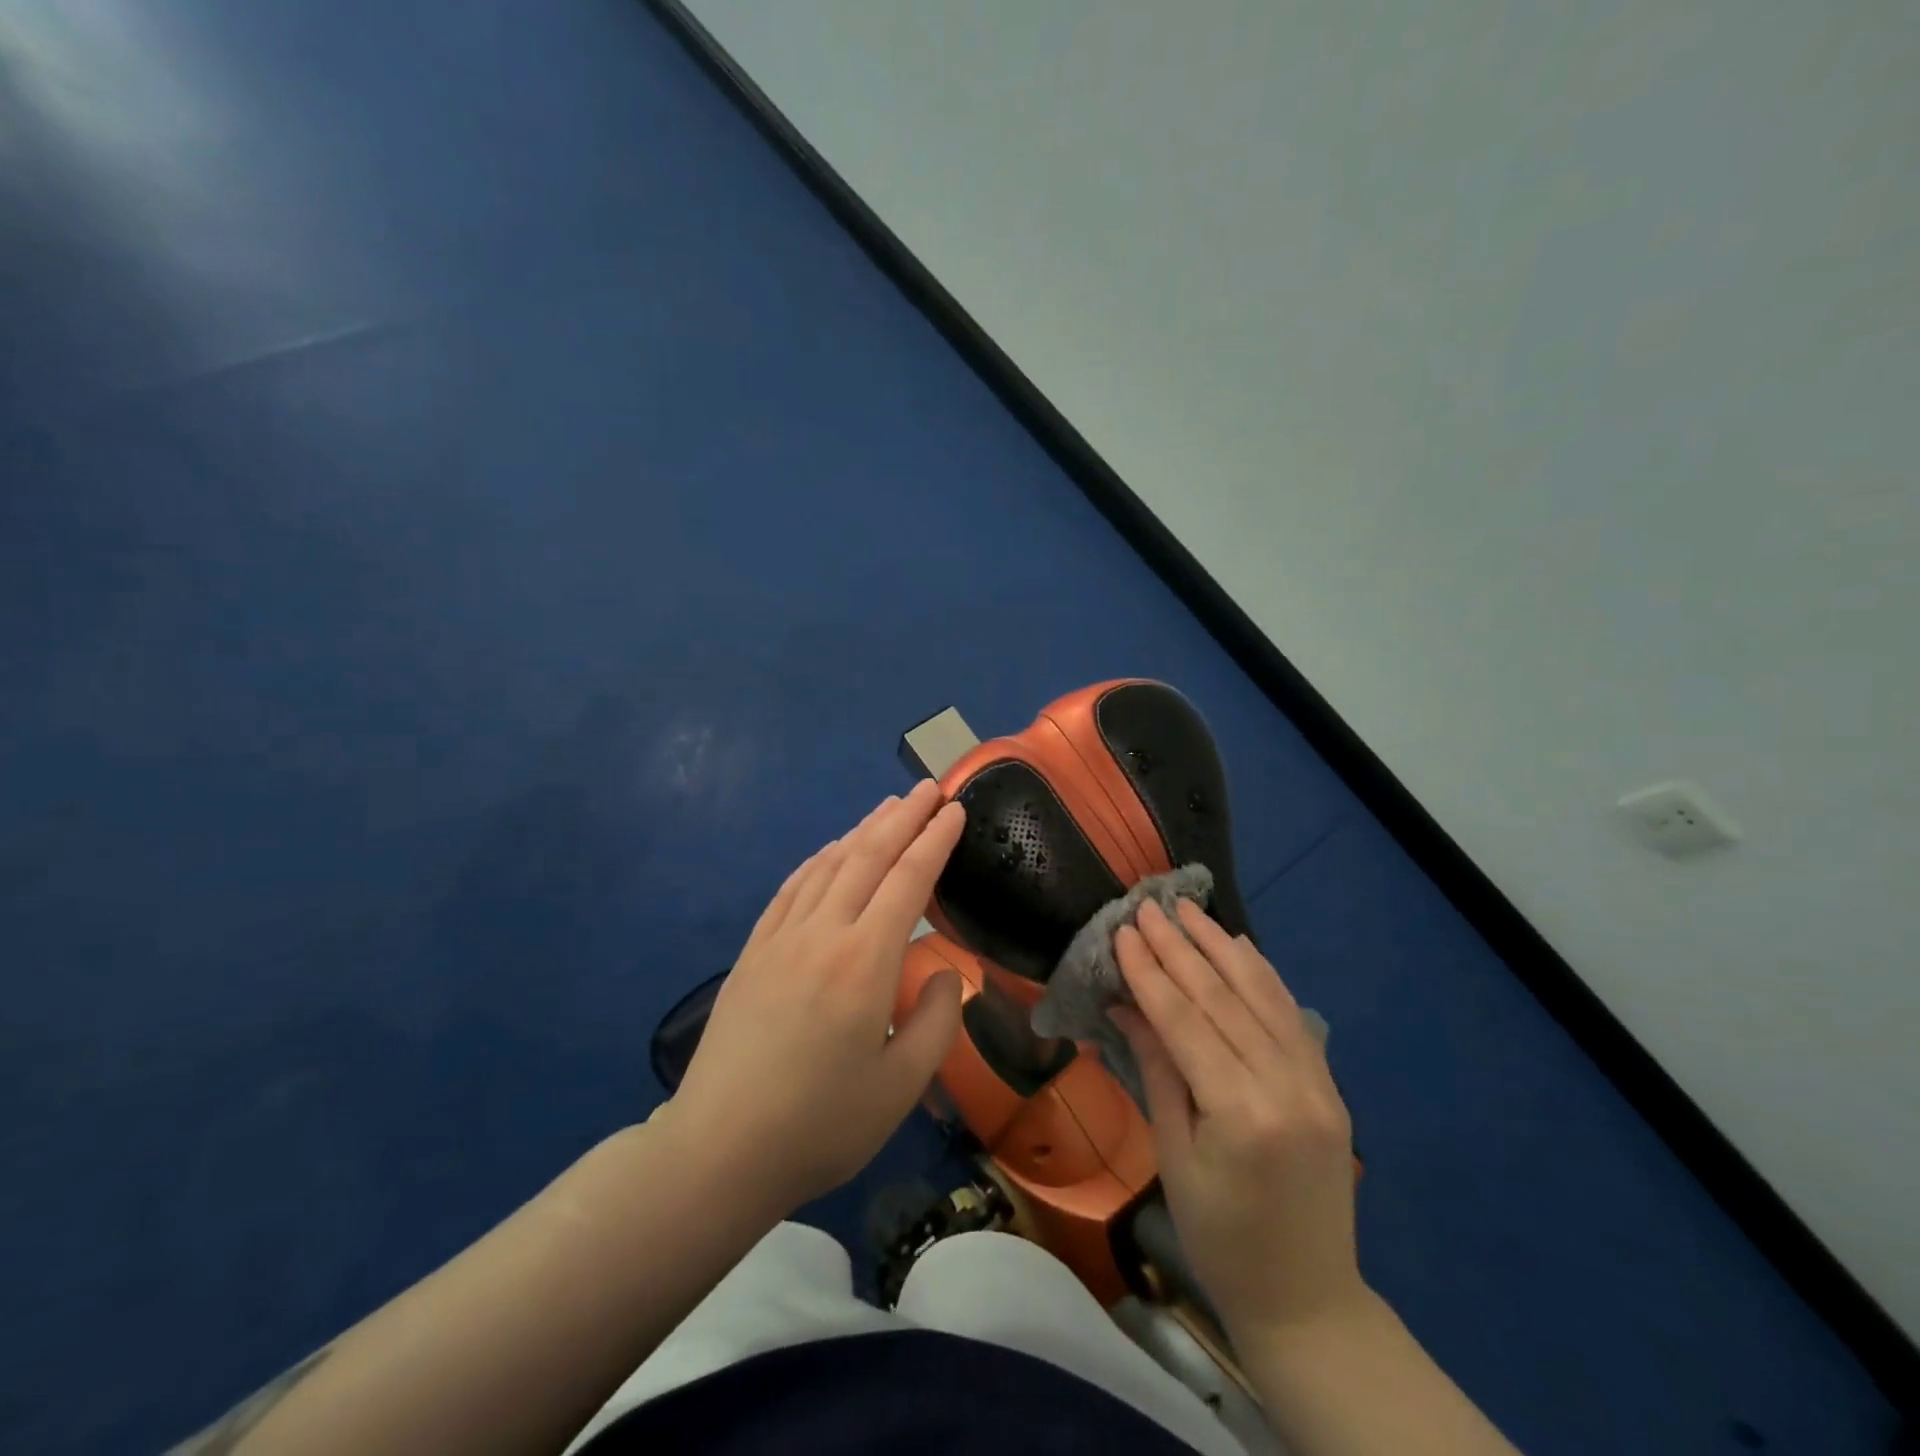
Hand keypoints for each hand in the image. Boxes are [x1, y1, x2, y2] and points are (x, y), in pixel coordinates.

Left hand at [663, 780, 966, 1215]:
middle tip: (928, 788)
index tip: (954, 809)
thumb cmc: (820, 1125)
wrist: (719, 1151)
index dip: (935, 840)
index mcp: (866, 962)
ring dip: (862, 830)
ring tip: (888, 807)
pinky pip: (791, 889)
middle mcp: (823, 933)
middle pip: (868, 857)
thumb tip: (946, 974)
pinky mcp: (753, 952)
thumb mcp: (901, 1087)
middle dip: (903, 818)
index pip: (909, 880)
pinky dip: (817, 860)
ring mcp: (781, 938)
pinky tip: (829, 851)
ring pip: (828, 865)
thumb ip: (938, 1022)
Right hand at [1113, 899, 1363, 1343]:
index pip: (1186, 1020)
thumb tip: (1127, 1005)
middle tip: (1150, 907)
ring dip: (1222, 948)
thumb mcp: (1173, 1155)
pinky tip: (1240, 947)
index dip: (1151, 972)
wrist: (1306, 1299)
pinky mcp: (1329, 1085)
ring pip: (1263, 996)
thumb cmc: (1220, 1237)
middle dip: (1181, 948)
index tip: (1125, 931)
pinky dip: (1263, 976)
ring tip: (1190, 910)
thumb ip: (1157, 1070)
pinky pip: (1291, 1016)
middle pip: (1224, 999)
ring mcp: (1316, 1082)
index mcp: (1240, 1112)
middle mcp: (1286, 1086)